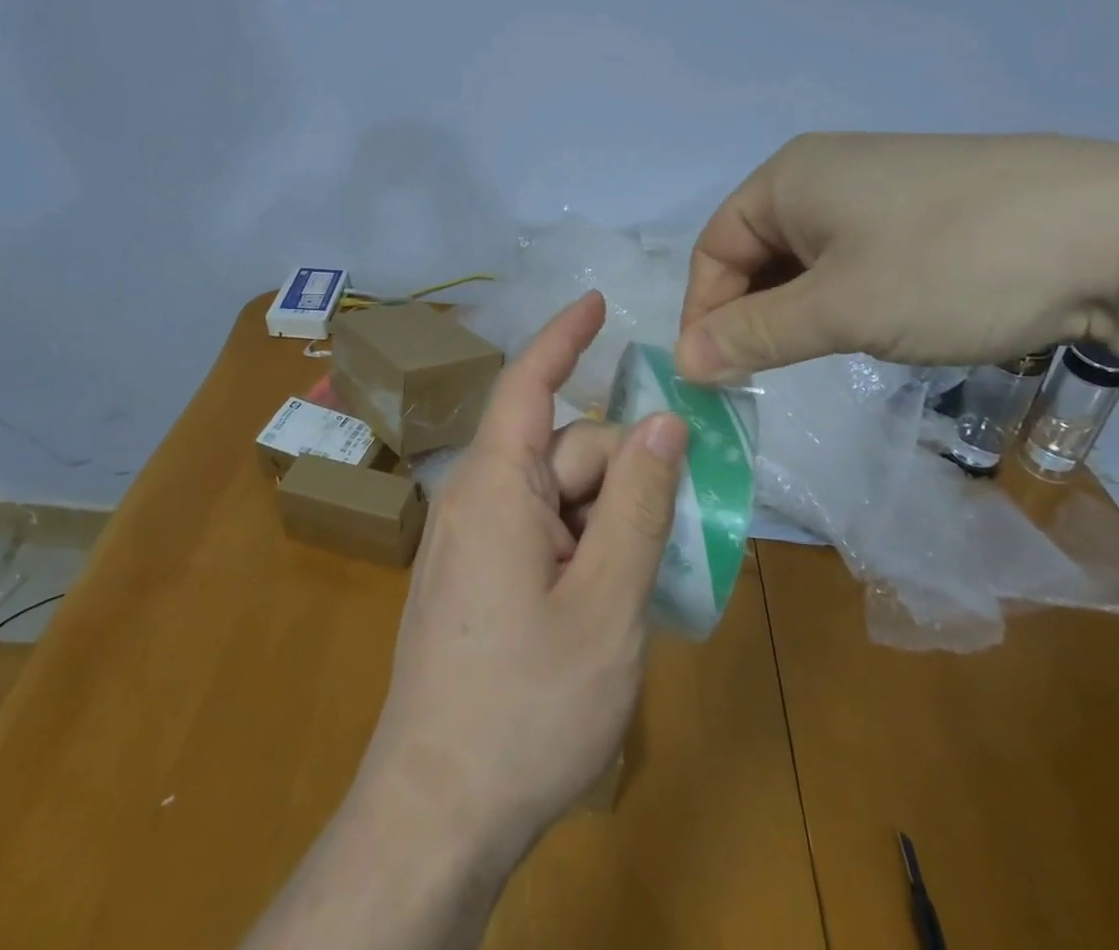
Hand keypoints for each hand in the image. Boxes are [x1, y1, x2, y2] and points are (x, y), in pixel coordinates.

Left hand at [357, 291, 686, 869]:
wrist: (436, 816)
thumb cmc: (525, 708)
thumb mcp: (606, 604)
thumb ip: (638, 505)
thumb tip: (664, 423)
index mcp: (495, 485)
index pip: (530, 383)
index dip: (565, 336)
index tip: (600, 301)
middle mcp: (477, 499)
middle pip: (565, 451)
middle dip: (624, 472)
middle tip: (682, 524)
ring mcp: (474, 542)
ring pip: (560, 497)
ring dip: (611, 520)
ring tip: (652, 581)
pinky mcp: (478, 580)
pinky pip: (543, 534)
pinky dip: (586, 547)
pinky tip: (615, 598)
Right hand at [673, 132, 1118, 379]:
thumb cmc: (952, 264)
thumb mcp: (840, 310)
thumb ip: (754, 336)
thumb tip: (682, 364)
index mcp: (787, 176)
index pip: (714, 249)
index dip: (704, 314)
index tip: (712, 376)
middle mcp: (822, 169)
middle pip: (756, 250)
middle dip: (751, 314)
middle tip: (763, 375)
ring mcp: (878, 183)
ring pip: (806, 256)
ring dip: (797, 309)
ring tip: (818, 354)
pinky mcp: (924, 205)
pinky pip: (853, 253)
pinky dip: (842, 294)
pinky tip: (873, 322)